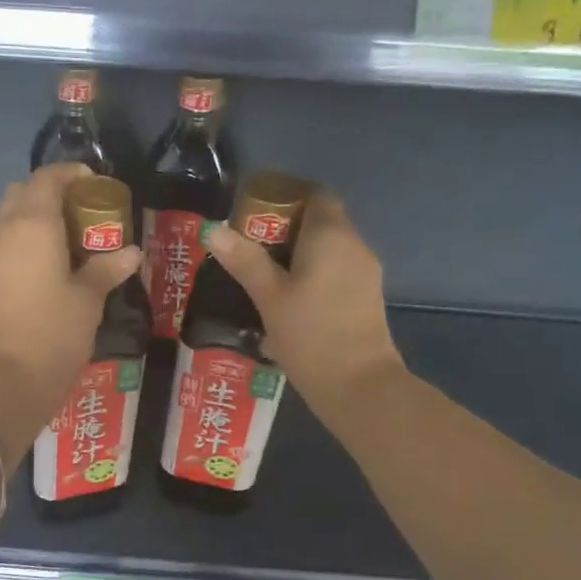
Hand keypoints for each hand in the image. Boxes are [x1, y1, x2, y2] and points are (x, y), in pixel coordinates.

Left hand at [0, 163, 142, 452]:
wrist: (7, 380)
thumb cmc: (54, 332)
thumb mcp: (89, 298)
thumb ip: (108, 268)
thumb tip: (131, 252)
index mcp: (33, 225)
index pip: (47, 179)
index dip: (71, 174)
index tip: (96, 183)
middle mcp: (6, 232)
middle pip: (22, 192)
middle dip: (51, 192)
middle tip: (84, 210)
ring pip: (11, 218)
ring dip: (38, 216)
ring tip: (74, 237)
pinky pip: (8, 242)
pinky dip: (29, 239)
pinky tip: (55, 262)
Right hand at [205, 191, 403, 417]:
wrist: (359, 386)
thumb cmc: (310, 335)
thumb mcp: (269, 297)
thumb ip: (244, 260)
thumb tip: (214, 228)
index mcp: (331, 234)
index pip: (315, 194)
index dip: (285, 196)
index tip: (255, 214)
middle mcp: (354, 244)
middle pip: (321, 220)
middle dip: (286, 228)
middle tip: (249, 248)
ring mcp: (365, 272)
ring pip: (329, 248)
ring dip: (299, 254)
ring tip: (264, 275)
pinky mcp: (366, 297)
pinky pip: (337, 270)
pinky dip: (314, 273)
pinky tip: (290, 299)